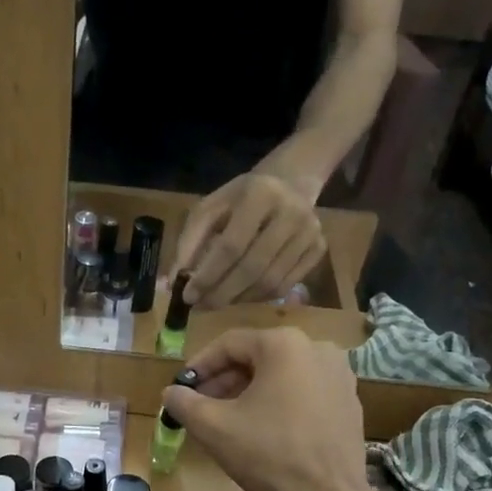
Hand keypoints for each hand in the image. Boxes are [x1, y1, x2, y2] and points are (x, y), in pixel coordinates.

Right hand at [160, 327, 370, 490]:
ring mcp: (339, 376)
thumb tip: (171, 393)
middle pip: (257, 358)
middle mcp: (317, 349)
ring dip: (250, 392)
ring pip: (281, 375)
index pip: (229, 344)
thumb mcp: (213, 427)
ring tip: (229, 420)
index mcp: (284, 345)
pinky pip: (304, 392)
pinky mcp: (349, 402)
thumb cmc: (268, 453)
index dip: (199, 366)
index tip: (182, 389)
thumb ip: (184, 403)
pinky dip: (279, 403)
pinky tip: (264, 431)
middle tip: (201, 406)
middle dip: (225, 381)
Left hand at [171, 165, 327, 309]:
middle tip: (201, 307)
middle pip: (252, 268)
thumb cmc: (240, 200)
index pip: (230, 246)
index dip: (207, 276)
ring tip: (217, 301)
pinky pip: (285, 287)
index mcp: (260, 195)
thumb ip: (189, 244)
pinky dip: (258, 298)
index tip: (187, 296)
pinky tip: (241, 295)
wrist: (289, 184)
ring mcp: (310, 233)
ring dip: (238, 299)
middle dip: (222, 293)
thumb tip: (171, 282)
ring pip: (270, 283)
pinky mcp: (319, 249)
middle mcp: (292, 213)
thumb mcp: (210, 209)